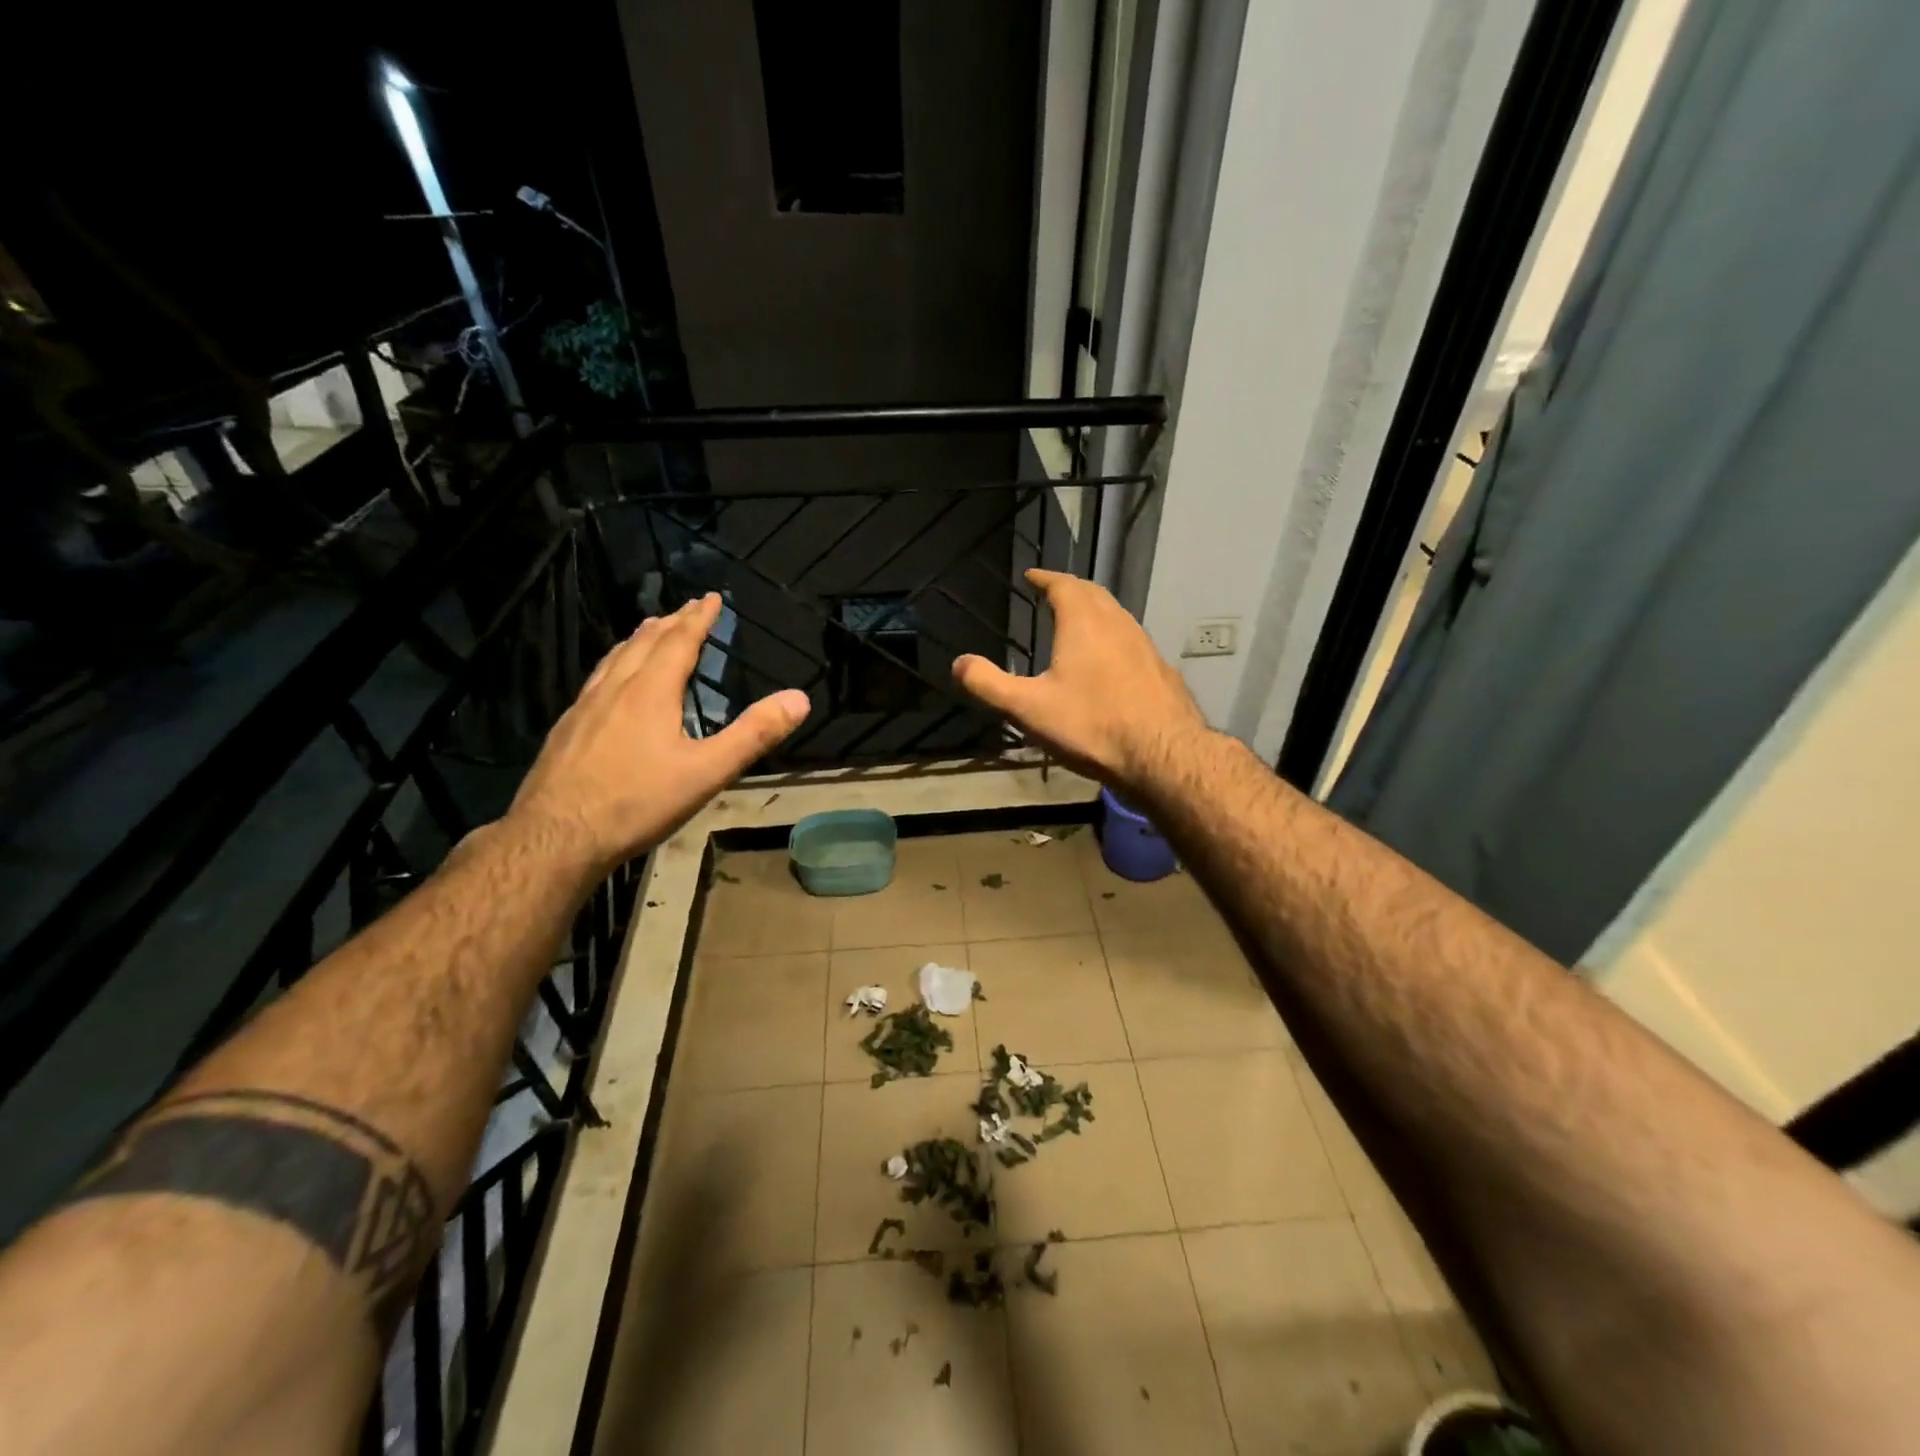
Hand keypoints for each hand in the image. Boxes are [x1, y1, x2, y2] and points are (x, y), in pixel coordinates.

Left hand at [508, 594, 808, 868]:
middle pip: (644, 642)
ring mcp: (585, 707)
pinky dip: (615, 663)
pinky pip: (597, 679)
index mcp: (651, 692)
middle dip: (671, 621)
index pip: (679, 641)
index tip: (711, 597)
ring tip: (650, 629)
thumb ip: (754, 734)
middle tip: (687, 607)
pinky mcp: (567, 728)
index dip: (698, 618)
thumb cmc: (638, 802)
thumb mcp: (708, 772)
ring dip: (639, 638)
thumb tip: (799, 699)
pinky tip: (611, 682)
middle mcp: (615, 688)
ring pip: (615, 658)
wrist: (556, 836)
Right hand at [951, 569, 1206, 788]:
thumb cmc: (1091, 725)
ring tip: (1078, 623)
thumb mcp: (1028, 709)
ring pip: (1116, 615)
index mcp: (1083, 623)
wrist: (1163, 755)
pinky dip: (1113, 636)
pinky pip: (1131, 640)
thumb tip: (958, 663)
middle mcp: (1117, 623)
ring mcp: (1144, 645)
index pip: (1063, 585)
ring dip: (1095, 611)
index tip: (1032, 576)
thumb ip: (989, 685)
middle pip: (1093, 594)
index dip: (1046, 578)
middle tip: (1053, 593)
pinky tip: (1110, 661)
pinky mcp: (1160, 669)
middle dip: (1070, 589)